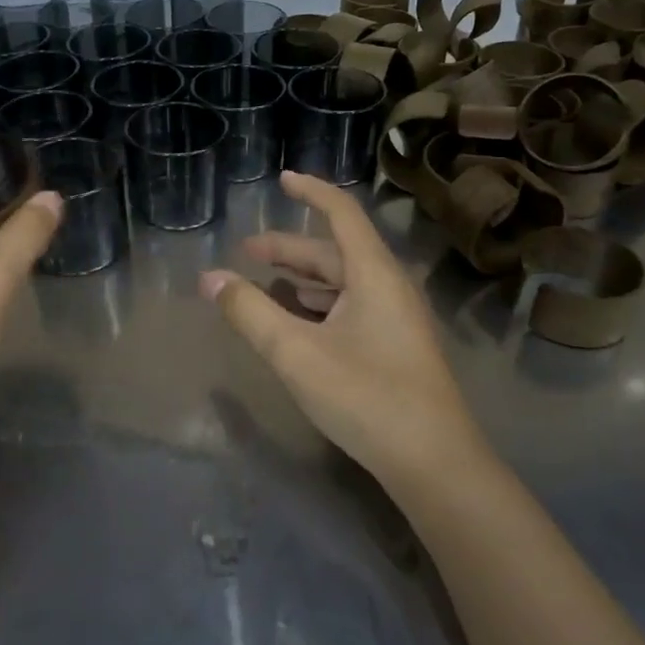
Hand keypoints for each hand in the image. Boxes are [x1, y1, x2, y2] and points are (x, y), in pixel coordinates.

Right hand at [200, 171, 482, 493]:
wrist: (435, 464)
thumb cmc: (366, 397)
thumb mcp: (296, 353)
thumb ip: (250, 312)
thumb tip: (210, 278)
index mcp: (373, 274)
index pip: (341, 213)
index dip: (311, 191)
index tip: (282, 179)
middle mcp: (389, 287)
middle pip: (336, 251)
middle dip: (290, 247)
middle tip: (248, 250)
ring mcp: (396, 319)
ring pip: (344, 281)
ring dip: (304, 277)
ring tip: (266, 281)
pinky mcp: (395, 346)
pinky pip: (352, 306)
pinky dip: (320, 303)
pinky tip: (299, 319)